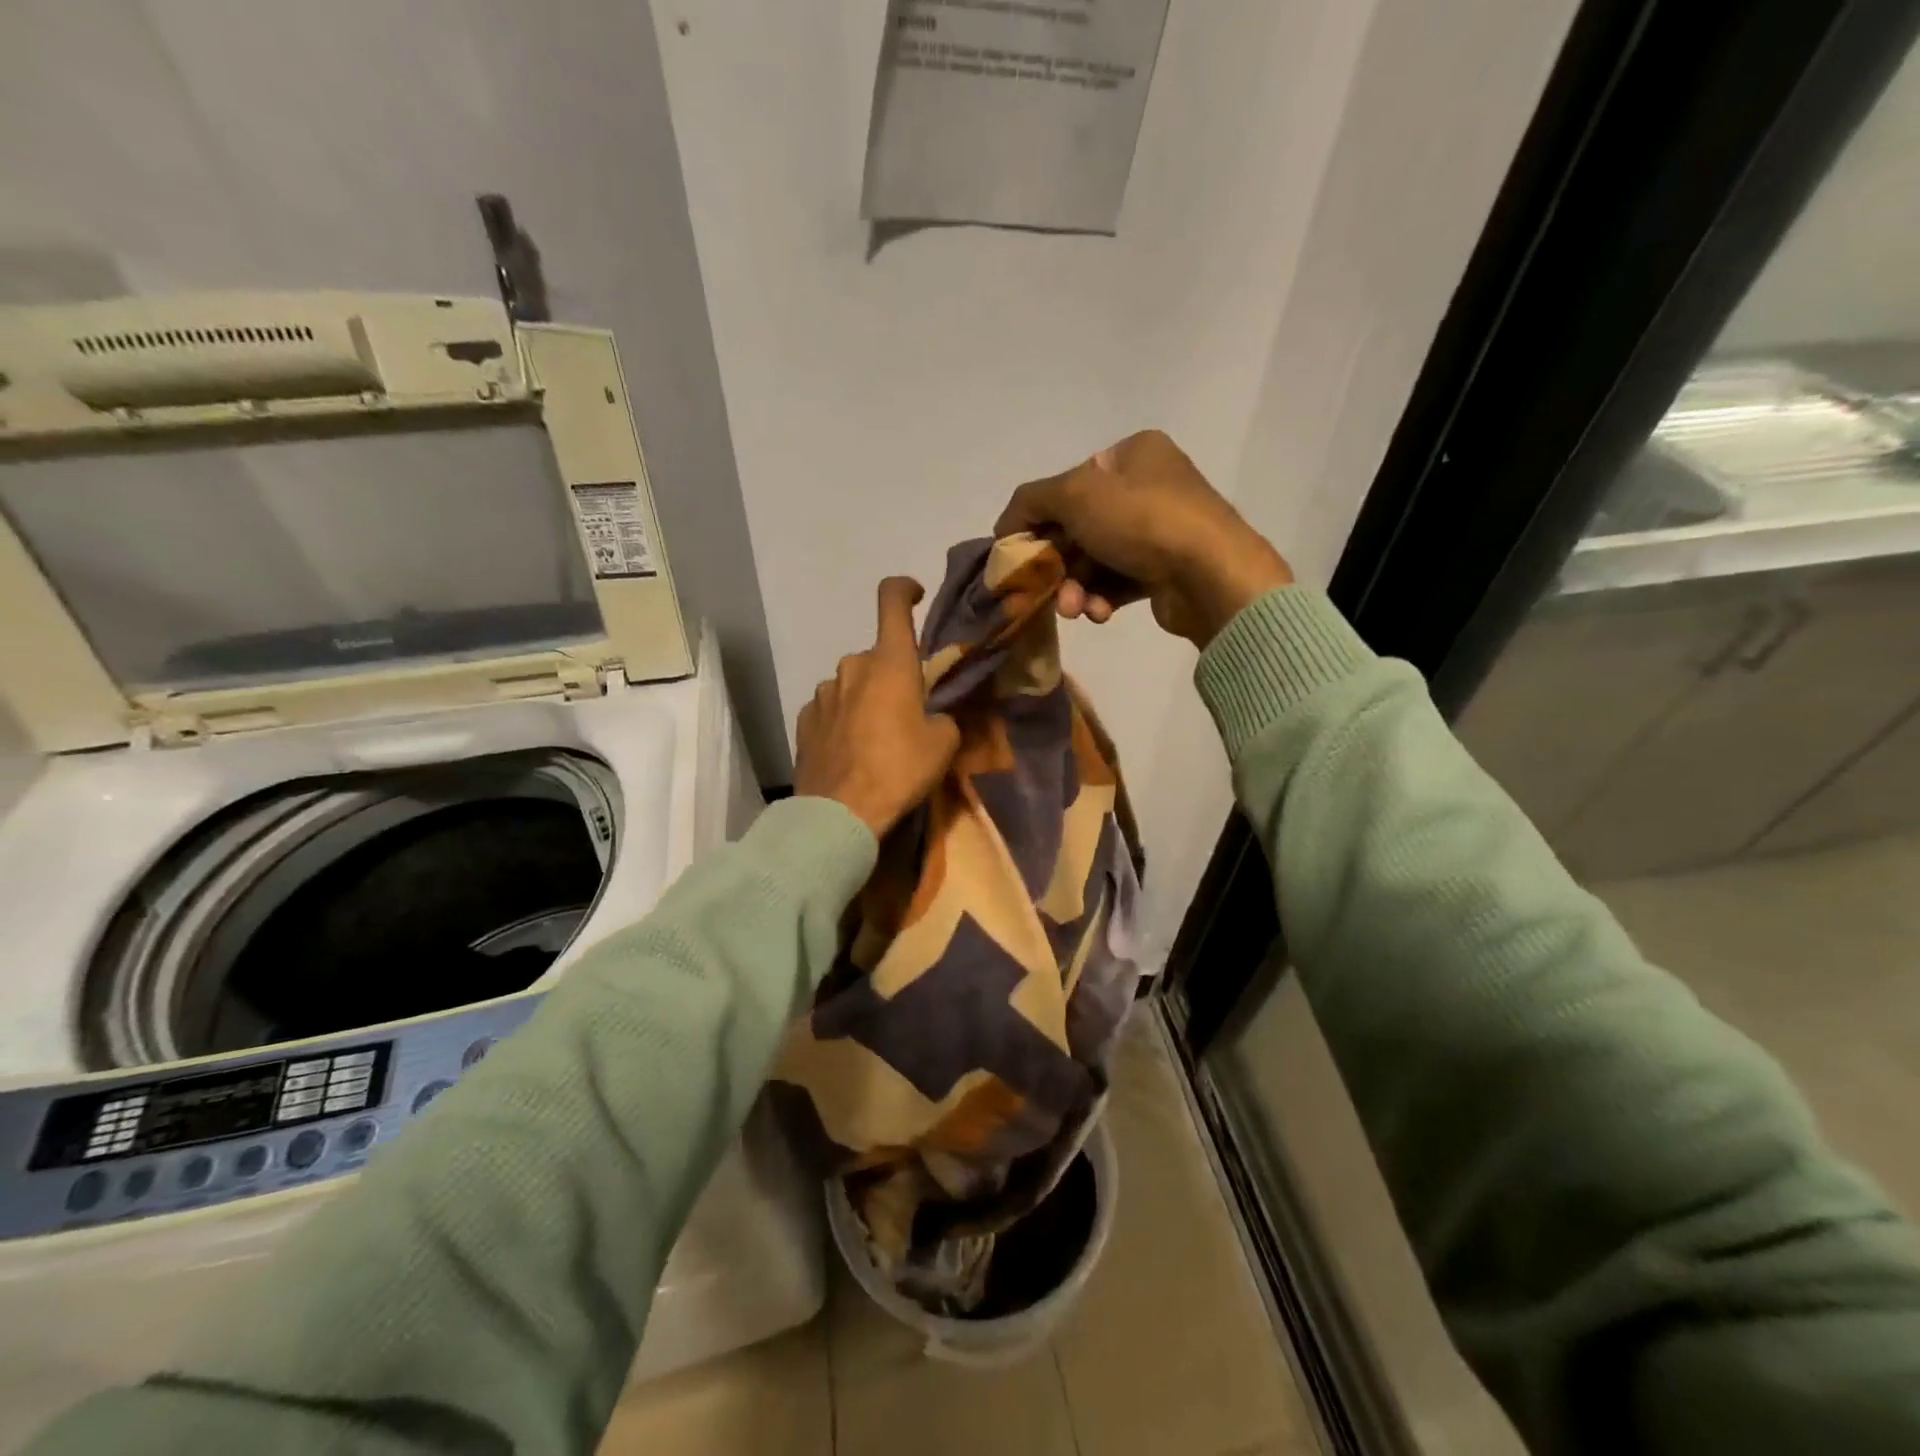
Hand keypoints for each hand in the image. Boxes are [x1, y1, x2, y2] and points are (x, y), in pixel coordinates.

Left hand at [794, 577, 961, 838]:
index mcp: (889, 662)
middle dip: (893, 675)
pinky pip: (831, 709)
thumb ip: (942, 717)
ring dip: (866, 699)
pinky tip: (852, 751)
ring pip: (852, 684)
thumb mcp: (942, 745)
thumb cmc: (898, 770)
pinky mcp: (804, 721)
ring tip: (877, 739)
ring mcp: (822, 693)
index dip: (904, 589)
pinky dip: (843, 720)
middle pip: (877, 656)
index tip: (915, 594)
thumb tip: (933, 717)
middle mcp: (851, 666)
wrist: (839, 814)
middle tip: (908, 712)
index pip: (891, 601)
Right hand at [995, 429, 1292, 646]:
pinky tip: (1099, 613)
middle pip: (1080, 526)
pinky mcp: (1166, 570)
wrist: (1209, 574)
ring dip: (1076, 587)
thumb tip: (1005, 525)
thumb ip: (1031, 500)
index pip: (1069, 483)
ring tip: (1073, 610)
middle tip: (1041, 591)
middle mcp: (1149, 486)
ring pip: (1097, 559)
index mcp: (1132, 453)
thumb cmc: (1140, 520)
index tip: (1019, 552)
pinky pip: (1119, 582)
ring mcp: (1161, 530)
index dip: (1038, 518)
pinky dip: (1102, 597)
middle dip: (1058, 563)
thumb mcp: (1075, 495)